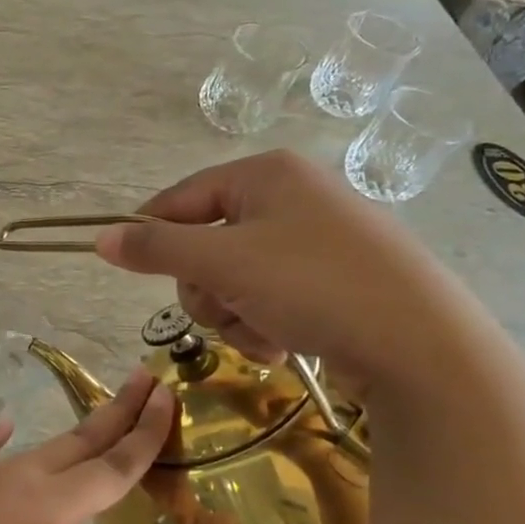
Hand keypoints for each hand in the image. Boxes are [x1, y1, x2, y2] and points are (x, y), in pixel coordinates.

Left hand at [0, 371, 179, 523]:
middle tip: (149, 380)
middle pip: (79, 442)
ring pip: (41, 446)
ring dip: (77, 428)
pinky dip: (0, 438)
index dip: (144, 435)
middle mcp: (15, 479)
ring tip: (100, 412)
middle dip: (118, 413)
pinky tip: (1, 427)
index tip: (171, 398)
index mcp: (41, 506)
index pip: (109, 467)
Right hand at [94, 150, 486, 396]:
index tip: (128, 268)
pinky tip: (282, 345)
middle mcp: (292, 197)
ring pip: (234, 277)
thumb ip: (156, 248)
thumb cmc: (314, 286)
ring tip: (262, 334)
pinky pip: (270, 296)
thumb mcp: (224, 263)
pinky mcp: (335, 280)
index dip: (150, 233)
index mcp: (266, 175)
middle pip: (206, 242)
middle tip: (223, 309)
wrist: (425, 348)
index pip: (181, 197)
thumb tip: (100, 238)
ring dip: (233, 313)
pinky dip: (264, 323)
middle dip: (206, 288)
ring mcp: (317, 240)